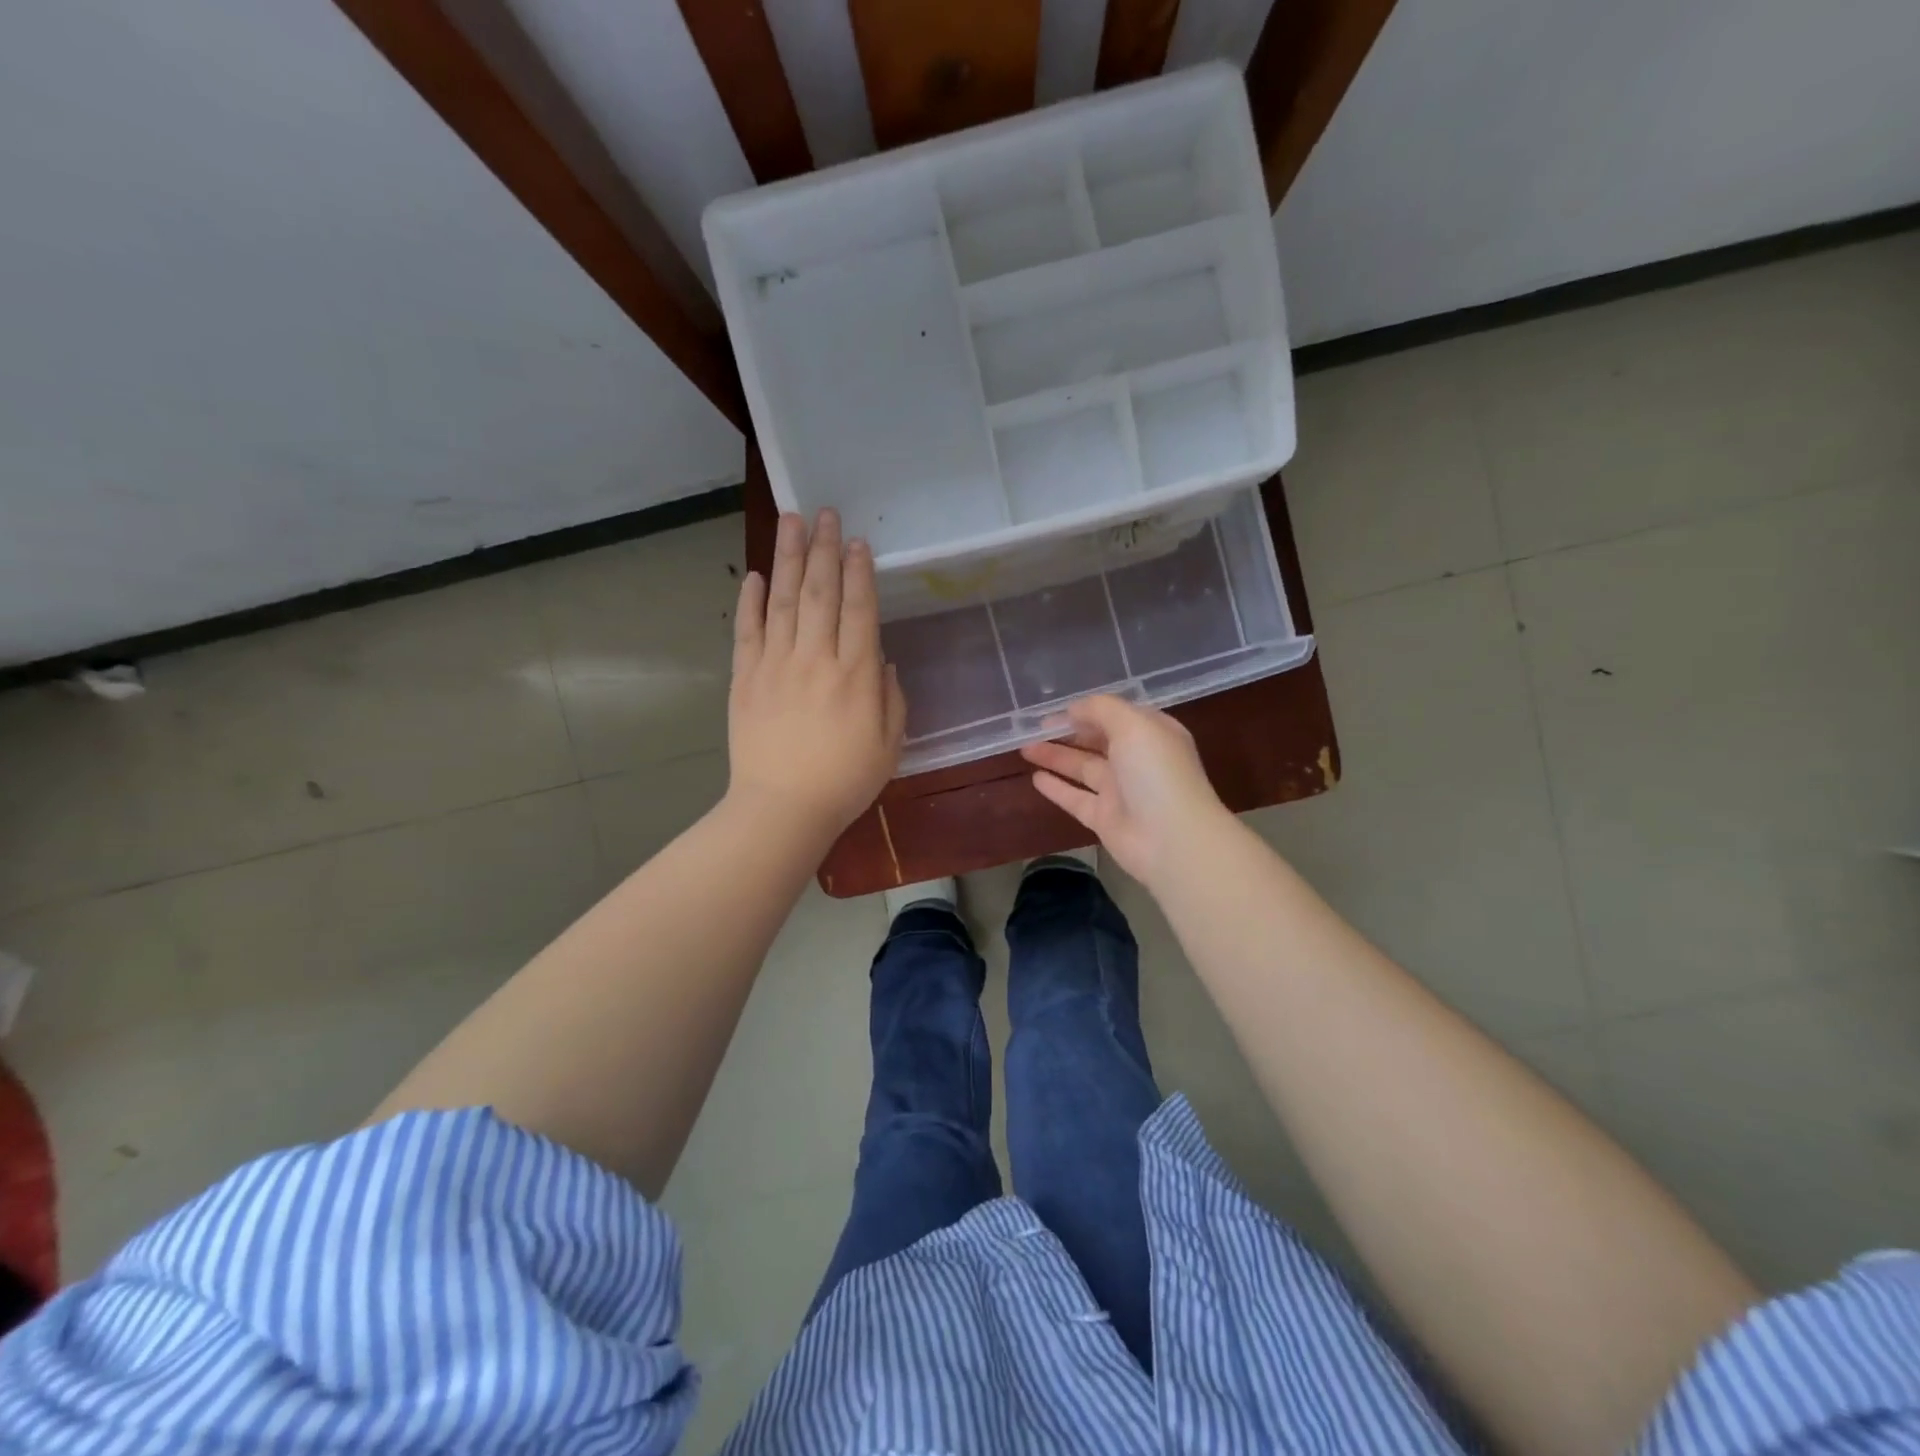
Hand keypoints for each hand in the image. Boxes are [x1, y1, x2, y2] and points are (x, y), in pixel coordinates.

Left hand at [727, 509, 905, 839]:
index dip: (859, 571)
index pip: (859, 608)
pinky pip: (747, 630)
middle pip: (819, 591)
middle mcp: (815, 658)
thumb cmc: (844, 782)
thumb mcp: (889, 745)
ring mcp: (775, 664)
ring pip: (782, 599)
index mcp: (855, 674)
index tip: (856, 541)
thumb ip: (891, 698)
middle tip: (824, 512)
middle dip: (823, 548)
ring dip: (788, 557)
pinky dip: (750, 601)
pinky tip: (754, 575)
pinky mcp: (745, 678)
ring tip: (791, 520)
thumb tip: (881, 660)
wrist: (782, 809)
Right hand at [1021, 695, 1230, 885]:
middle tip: (1033, 728)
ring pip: (1082, 768)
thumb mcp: (1133, 724)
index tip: (1054, 710)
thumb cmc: (1155, 772)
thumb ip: (1101, 709)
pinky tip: (1035, 778)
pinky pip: (1076, 798)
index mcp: (1151, 733)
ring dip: (1055, 756)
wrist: (1172, 839)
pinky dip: (1057, 788)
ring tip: (1024, 748)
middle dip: (1067, 732)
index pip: (1115, 715)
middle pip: (1097, 741)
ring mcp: (1121, 791)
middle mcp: (1137, 760)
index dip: (1086, 710)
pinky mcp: (1105, 818)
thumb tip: (1073, 709)